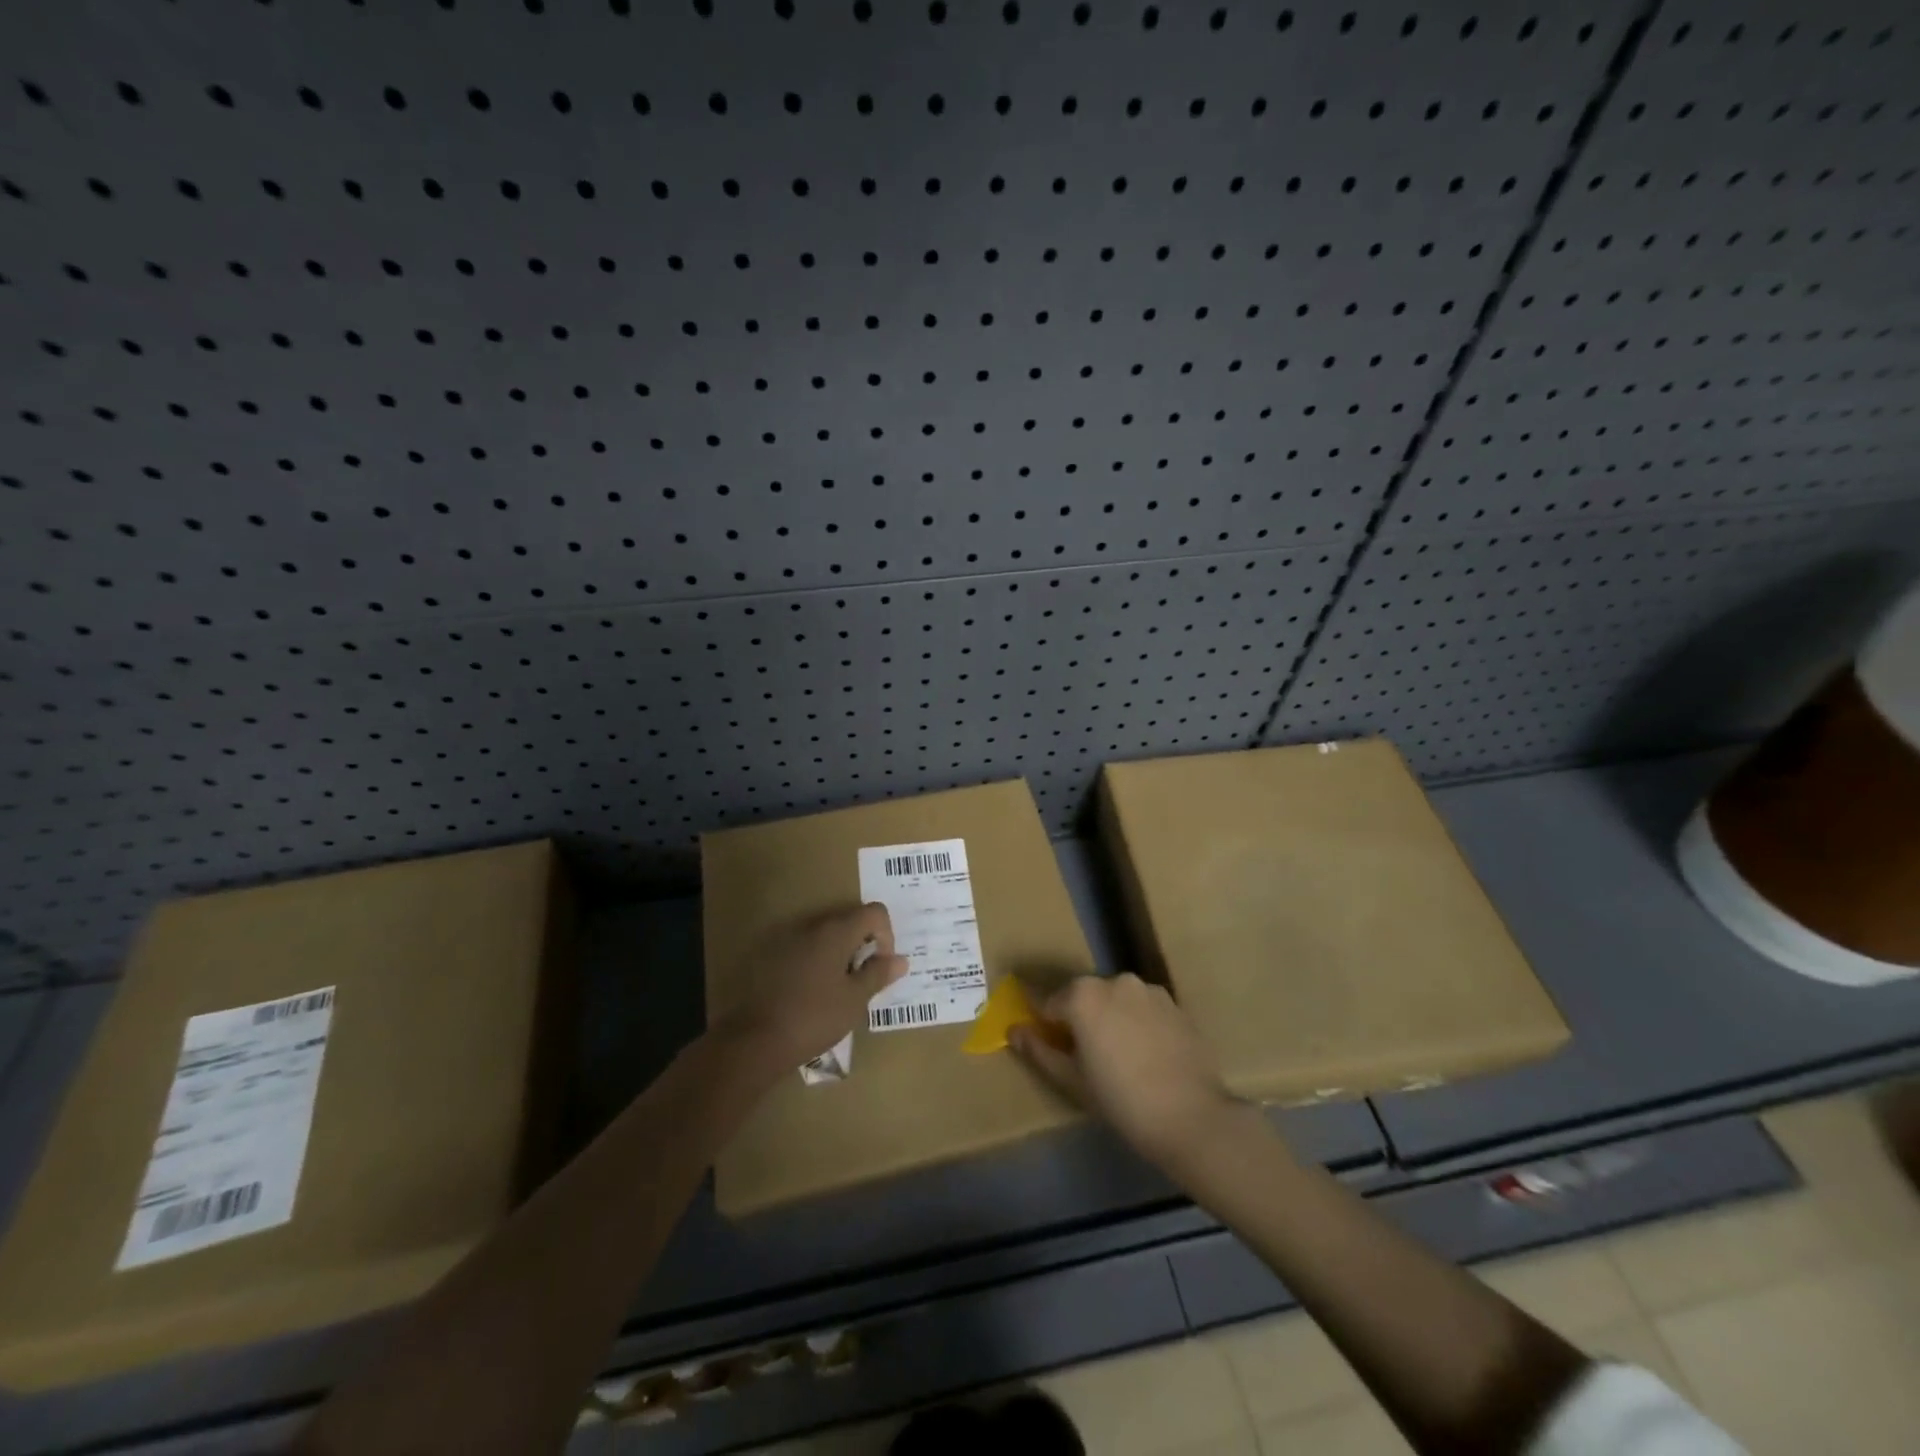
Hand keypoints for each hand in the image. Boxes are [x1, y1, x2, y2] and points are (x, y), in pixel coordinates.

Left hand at [720, 904, 908, 1069]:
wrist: (755, 1040)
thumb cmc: (814, 1017)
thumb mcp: (854, 1000)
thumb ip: (878, 974)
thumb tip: (900, 960)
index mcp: (836, 931)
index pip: (874, 912)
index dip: (886, 935)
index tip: (880, 966)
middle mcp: (812, 926)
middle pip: (850, 921)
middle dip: (863, 946)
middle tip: (861, 982)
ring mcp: (788, 939)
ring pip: (826, 937)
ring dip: (839, 956)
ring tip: (838, 991)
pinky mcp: (770, 956)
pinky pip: (805, 949)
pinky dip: (817, 963)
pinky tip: (812, 994)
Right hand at [1010, 973, 1235, 1169]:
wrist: (1192, 1117)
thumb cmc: (1121, 1101)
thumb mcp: (1071, 1080)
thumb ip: (1039, 1050)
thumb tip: (1014, 1030)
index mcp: (1082, 995)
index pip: (1049, 1003)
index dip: (1045, 1025)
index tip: (1048, 1047)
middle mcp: (1114, 980)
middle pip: (1083, 997)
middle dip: (1079, 1019)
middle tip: (1085, 1059)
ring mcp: (1148, 989)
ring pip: (1115, 1000)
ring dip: (1109, 1018)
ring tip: (1120, 1058)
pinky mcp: (1174, 1003)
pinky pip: (1142, 1008)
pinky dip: (1136, 1022)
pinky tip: (1145, 1055)